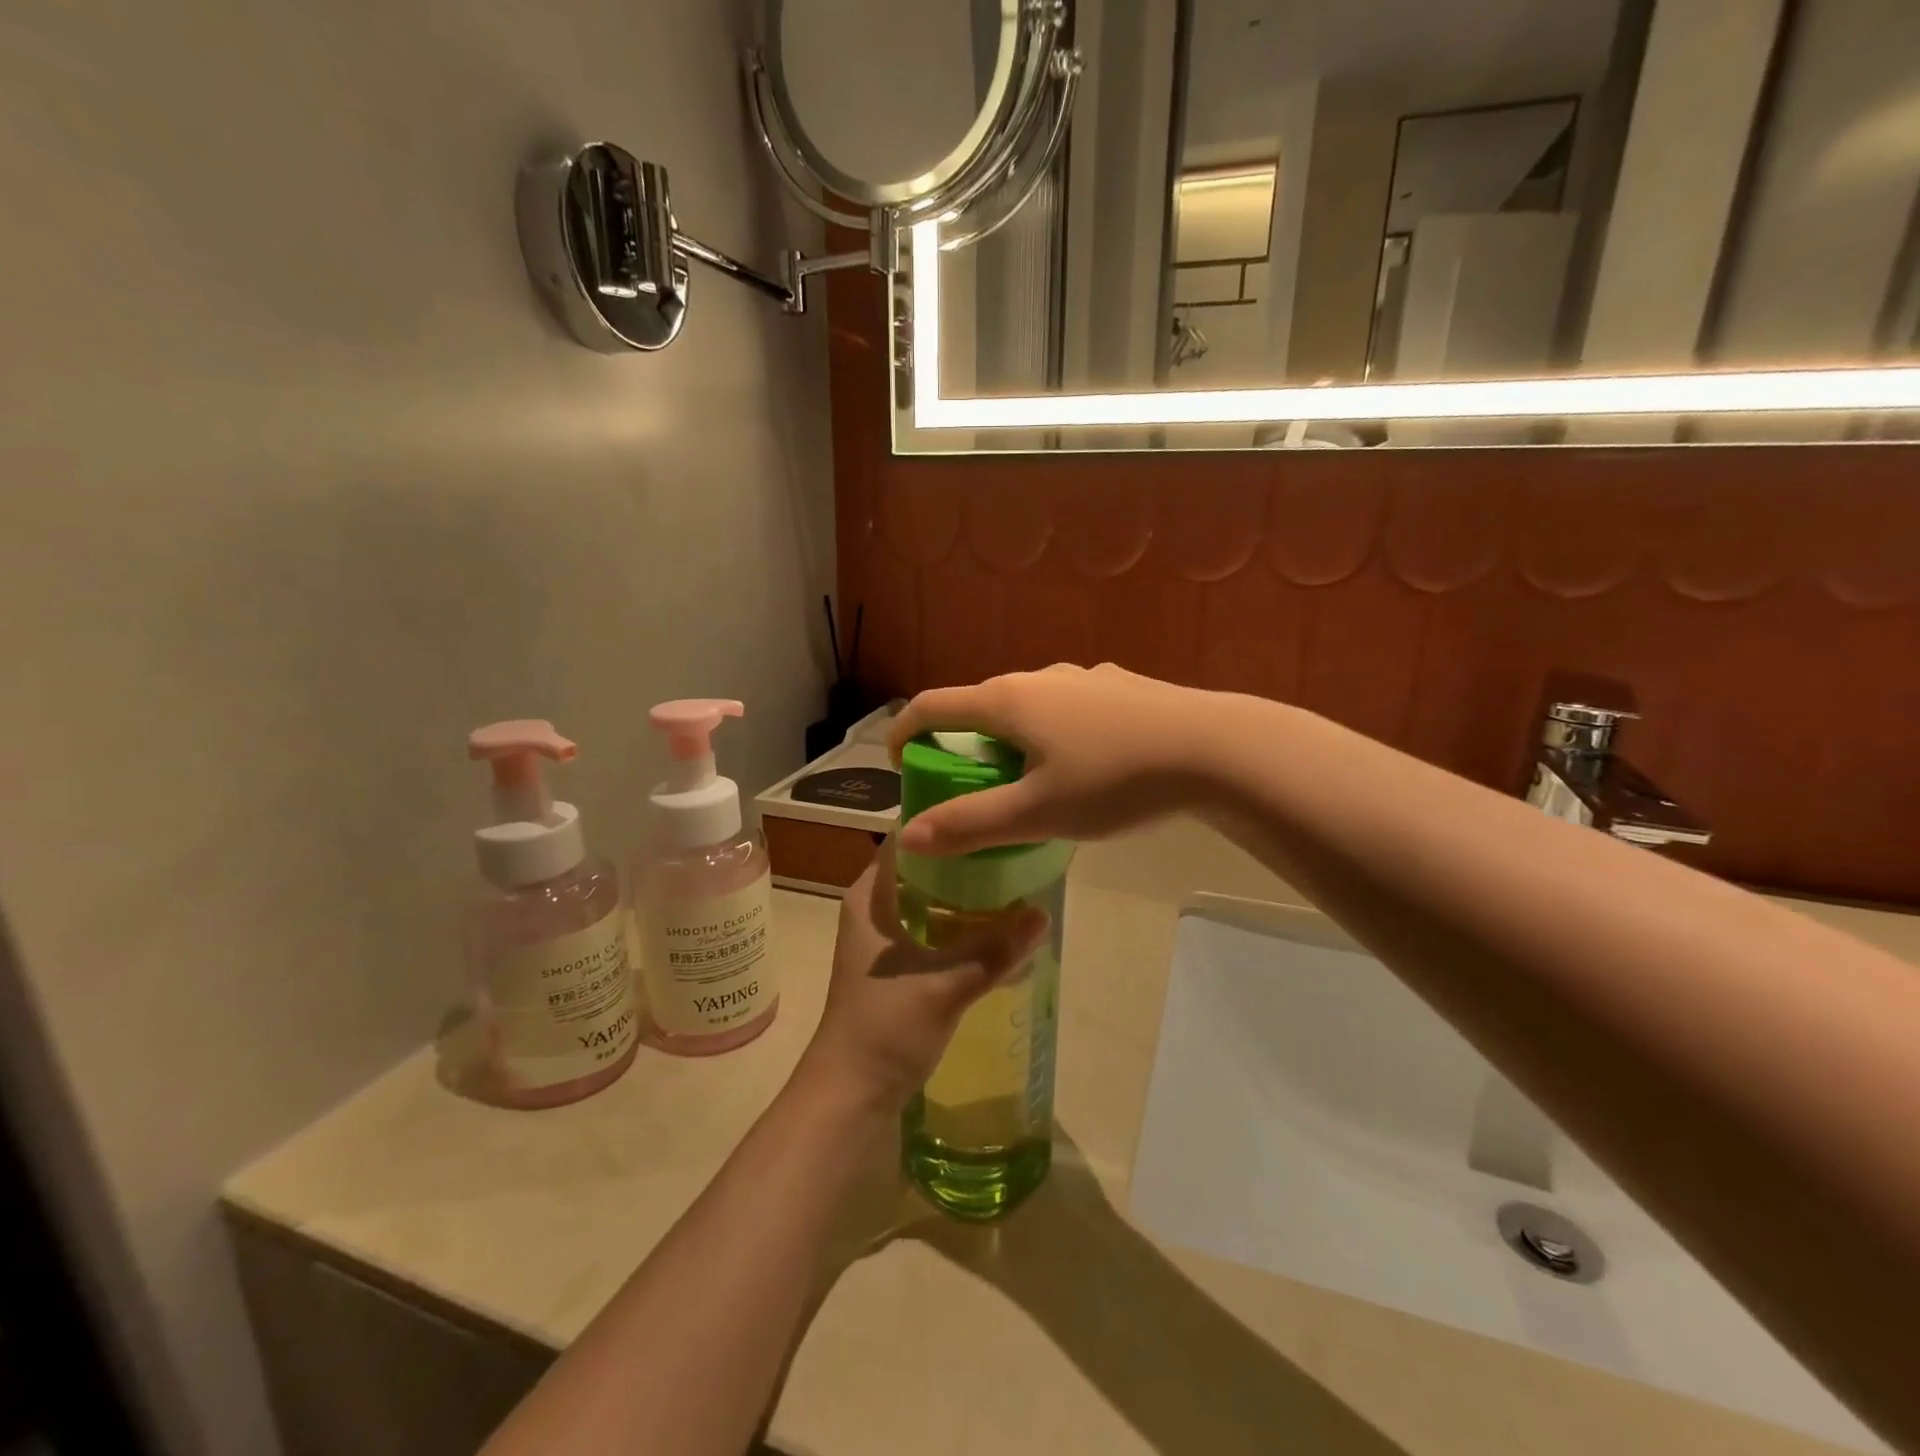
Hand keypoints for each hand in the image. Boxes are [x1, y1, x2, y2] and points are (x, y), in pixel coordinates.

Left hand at [799, 843, 1048, 1112]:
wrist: (850, 1095)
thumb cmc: (884, 1027)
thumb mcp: (944, 984)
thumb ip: (994, 949)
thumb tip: (1043, 912)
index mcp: (870, 896)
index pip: (908, 838)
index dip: (945, 820)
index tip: (989, 809)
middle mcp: (874, 909)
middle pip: (925, 867)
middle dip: (967, 858)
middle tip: (1014, 846)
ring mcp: (885, 940)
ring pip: (931, 900)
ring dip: (967, 893)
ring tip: (1015, 880)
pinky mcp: (898, 967)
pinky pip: (935, 929)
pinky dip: (962, 924)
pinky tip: (998, 928)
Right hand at [889, 664, 1211, 855]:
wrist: (1215, 749)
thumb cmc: (1114, 780)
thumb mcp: (1036, 813)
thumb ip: (970, 825)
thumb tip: (908, 836)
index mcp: (1008, 701)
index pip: (934, 706)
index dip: (904, 731)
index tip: (897, 762)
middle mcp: (1041, 678)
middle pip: (981, 706)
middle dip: (961, 743)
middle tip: (966, 787)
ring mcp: (1085, 678)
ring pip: (1029, 707)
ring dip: (1010, 740)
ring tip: (1026, 781)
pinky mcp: (1121, 688)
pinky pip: (1068, 709)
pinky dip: (1052, 734)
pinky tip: (1084, 765)